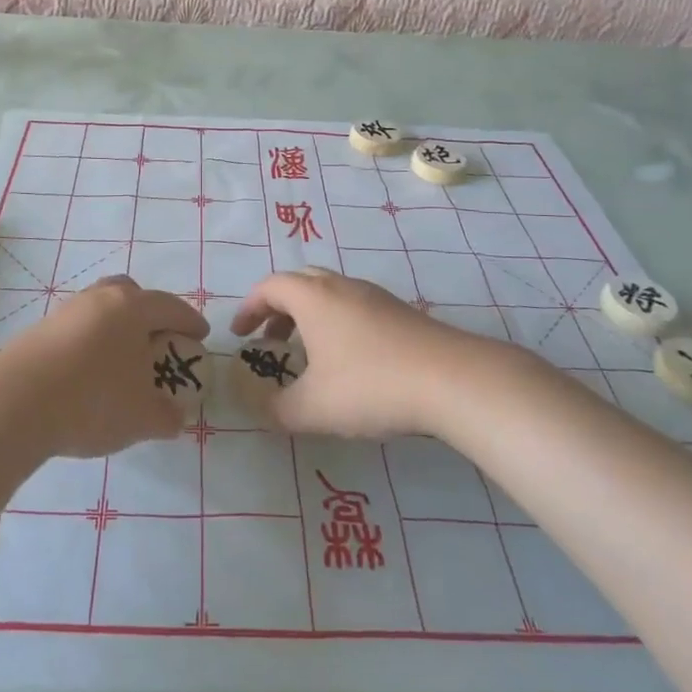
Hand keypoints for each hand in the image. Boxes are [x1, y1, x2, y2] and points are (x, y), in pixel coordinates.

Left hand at [0, 276, 209, 458]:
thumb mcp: (141, 418)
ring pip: (99, 309)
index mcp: (130, 307)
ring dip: (115, 328)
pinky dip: (89, 344)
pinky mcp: (37, 332)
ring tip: (121, 361)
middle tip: (157, 339)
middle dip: (148, 312)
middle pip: (130, 293)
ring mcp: (64, 312)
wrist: (13, 406)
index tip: (200, 337)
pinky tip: (87, 375)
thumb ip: (166, 416)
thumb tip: (175, 418)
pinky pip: (75, 330)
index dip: (189, 321)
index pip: (170, 306)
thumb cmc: (91, 401)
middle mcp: (98, 299)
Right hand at [229, 271, 477, 439]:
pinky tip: (348, 361)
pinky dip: (336, 323)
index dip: (248, 308)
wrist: (452, 380)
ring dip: (308, 316)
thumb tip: (259, 406)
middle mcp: (341, 287)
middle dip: (277, 309)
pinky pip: (354, 306)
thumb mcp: (312, 408)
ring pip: (330, 294)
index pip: (269, 287)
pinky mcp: (401, 313)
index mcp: (313, 298)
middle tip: (269, 340)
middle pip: (300, 283)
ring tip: (307, 354)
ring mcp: (375, 296)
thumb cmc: (370, 385)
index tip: (239, 335)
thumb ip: (276, 409)